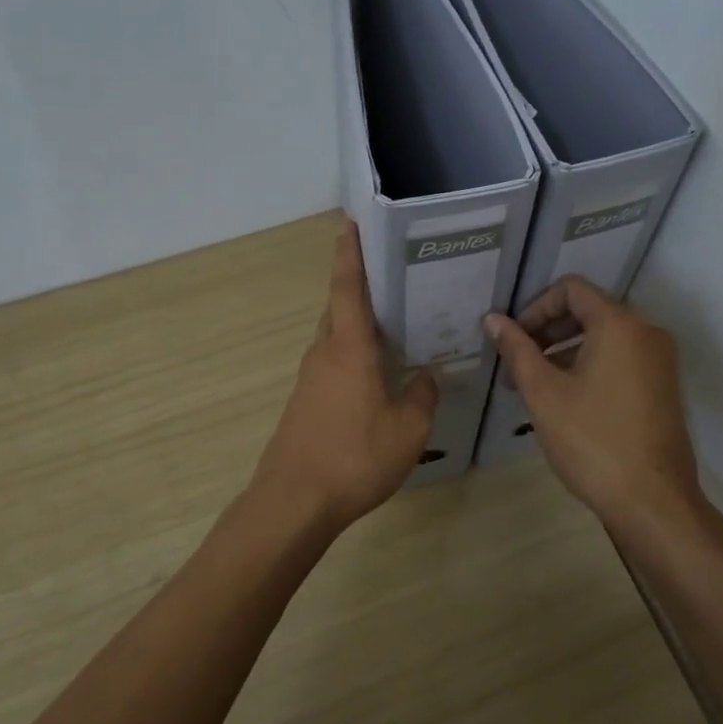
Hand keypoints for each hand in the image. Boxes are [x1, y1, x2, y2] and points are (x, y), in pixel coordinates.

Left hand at [248, 221, 439, 535]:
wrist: (295, 501)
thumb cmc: (355, 456)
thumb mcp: (408, 429)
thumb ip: (422, 396)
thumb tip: (427, 376)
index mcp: (349, 347)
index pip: (348, 287)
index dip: (350, 253)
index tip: (351, 223)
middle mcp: (325, 353)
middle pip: (342, 308)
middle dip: (363, 287)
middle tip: (397, 276)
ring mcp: (311, 378)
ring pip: (338, 337)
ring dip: (361, 325)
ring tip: (398, 324)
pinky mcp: (306, 401)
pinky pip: (335, 363)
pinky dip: (356, 355)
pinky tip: (379, 374)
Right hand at [484, 278, 703, 530]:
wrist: (653, 502)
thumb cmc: (592, 441)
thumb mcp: (544, 393)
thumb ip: (517, 349)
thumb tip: (493, 319)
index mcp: (620, 325)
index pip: (571, 289)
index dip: (535, 307)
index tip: (513, 339)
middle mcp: (647, 332)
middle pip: (589, 310)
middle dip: (547, 331)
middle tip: (517, 363)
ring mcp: (660, 360)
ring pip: (604, 337)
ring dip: (565, 350)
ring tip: (534, 385)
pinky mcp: (663, 386)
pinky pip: (621, 358)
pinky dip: (589, 365)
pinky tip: (566, 399)